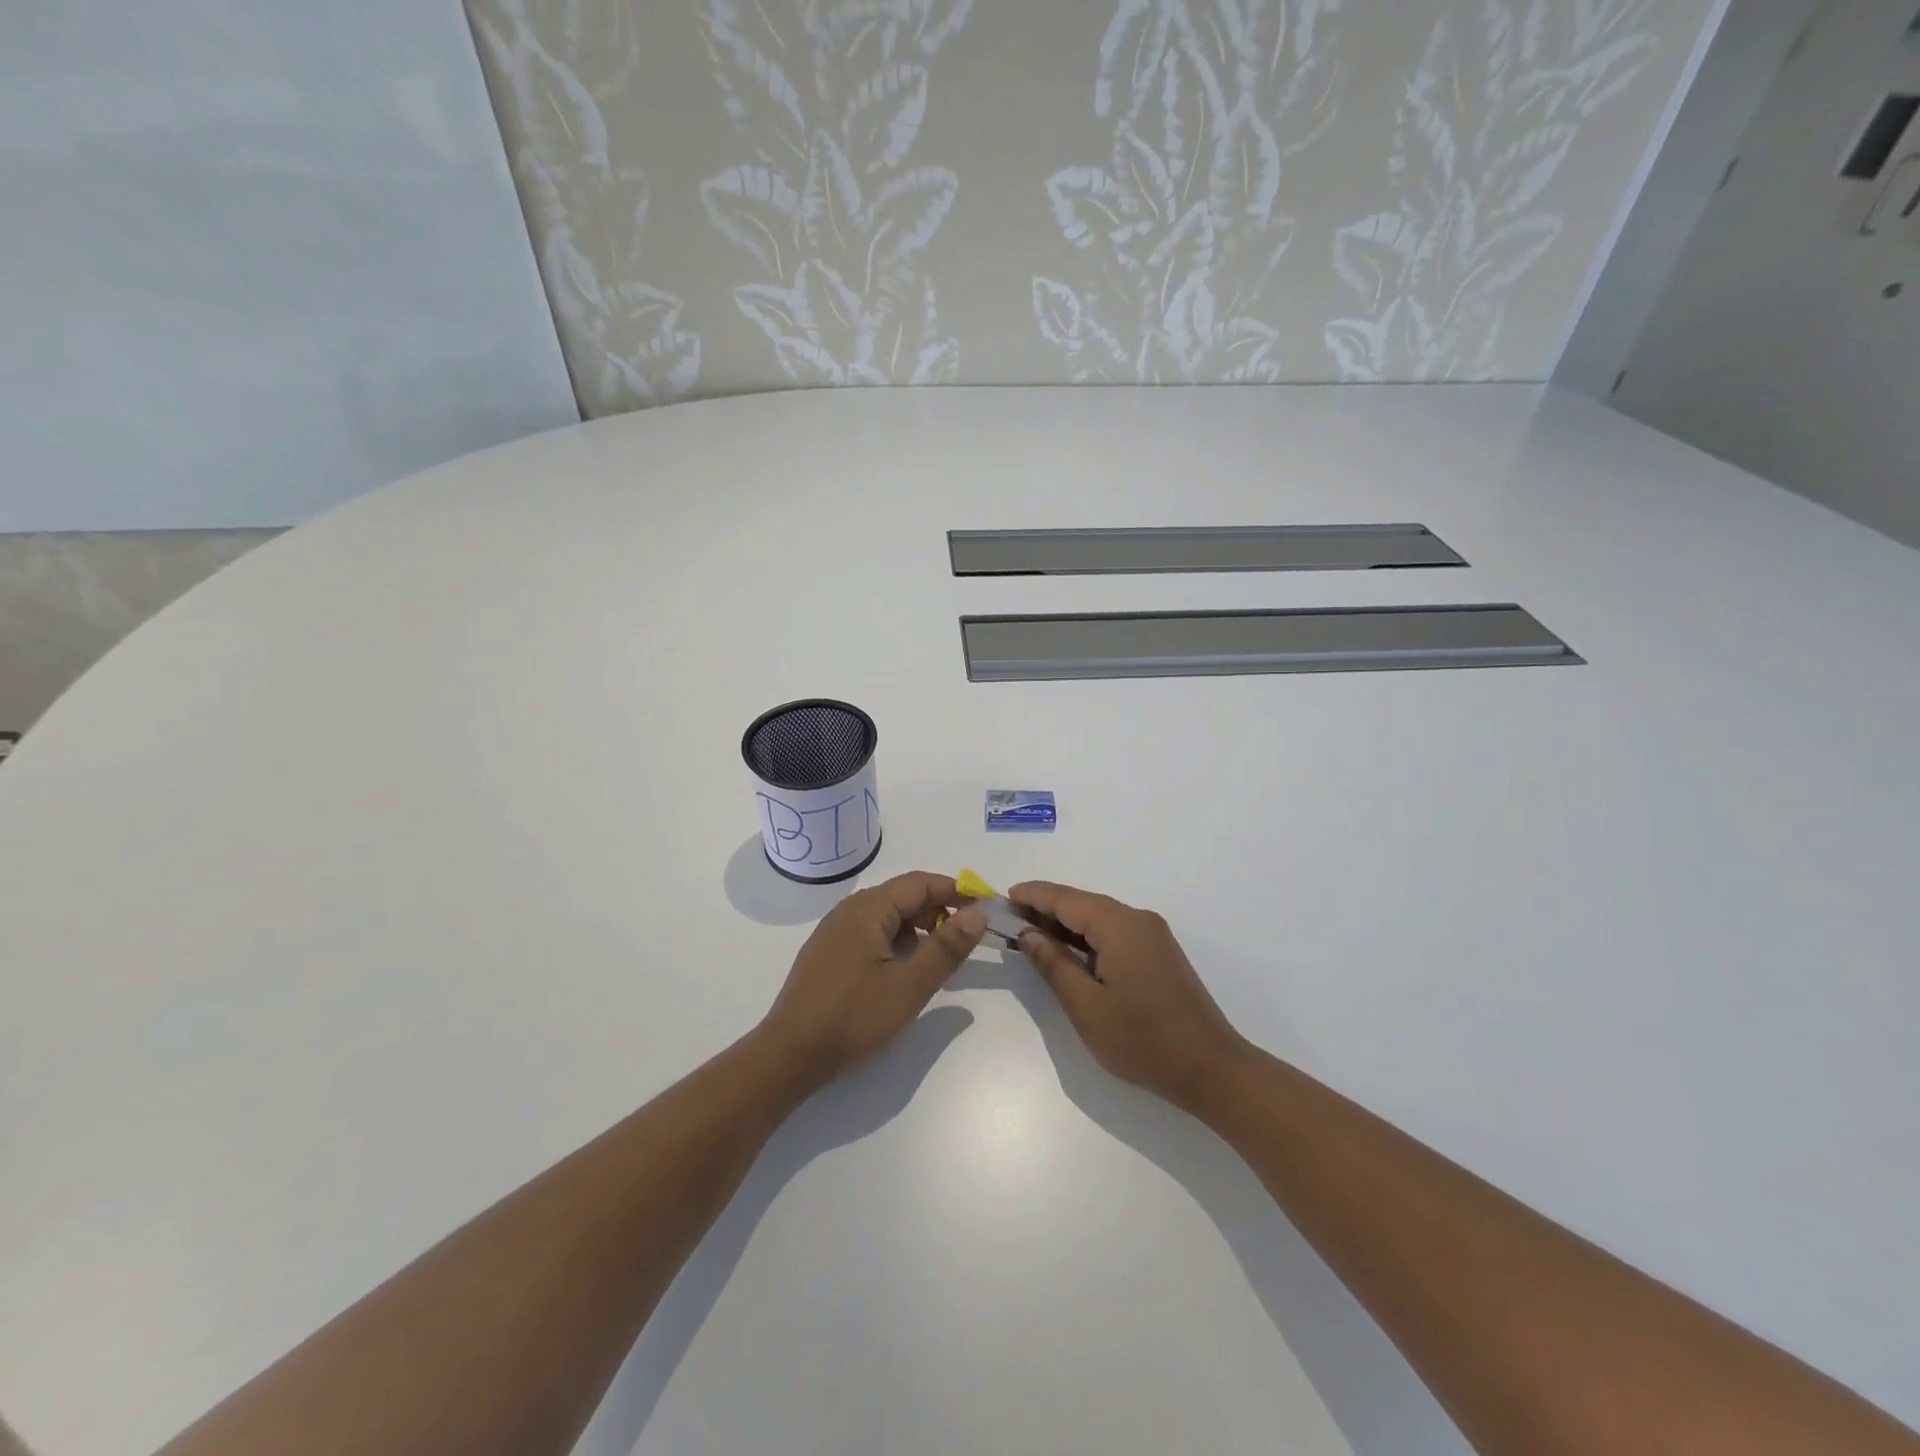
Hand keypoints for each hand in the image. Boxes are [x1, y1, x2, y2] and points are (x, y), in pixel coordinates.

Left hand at [758, 872, 986, 1087]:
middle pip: (902, 895)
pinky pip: (870, 932)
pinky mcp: (828, 952)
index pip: (920, 883)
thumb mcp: (909, 985)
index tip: (983, 906)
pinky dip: (895, 941)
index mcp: (868, 909)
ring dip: (917, 928)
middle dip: (937, 910)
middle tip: (964, 938)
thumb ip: (946, 948)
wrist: (790, 1054)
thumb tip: (976, 914)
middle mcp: (849, 910)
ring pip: (886, 915)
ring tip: (937, 957)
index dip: (954, 891)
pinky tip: (903, 970)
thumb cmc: (853, 1017)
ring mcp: (834, 931)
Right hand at [1010, 881, 1250, 1111]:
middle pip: (1083, 903)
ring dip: (1066, 923)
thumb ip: (1054, 965)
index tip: (1002, 898)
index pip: (1067, 899)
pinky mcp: (1159, 953)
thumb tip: (1029, 934)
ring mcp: (1152, 936)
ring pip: (1099, 917)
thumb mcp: (1087, 1007)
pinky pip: (1114, 932)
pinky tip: (1068, 951)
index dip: (1033, 896)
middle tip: (1010, 920)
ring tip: (1031, 934)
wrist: (1211, 1069)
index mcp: (1120, 926)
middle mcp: (1138, 920)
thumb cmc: (1143, 1041)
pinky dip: (1086, 936)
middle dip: (1046, 908)